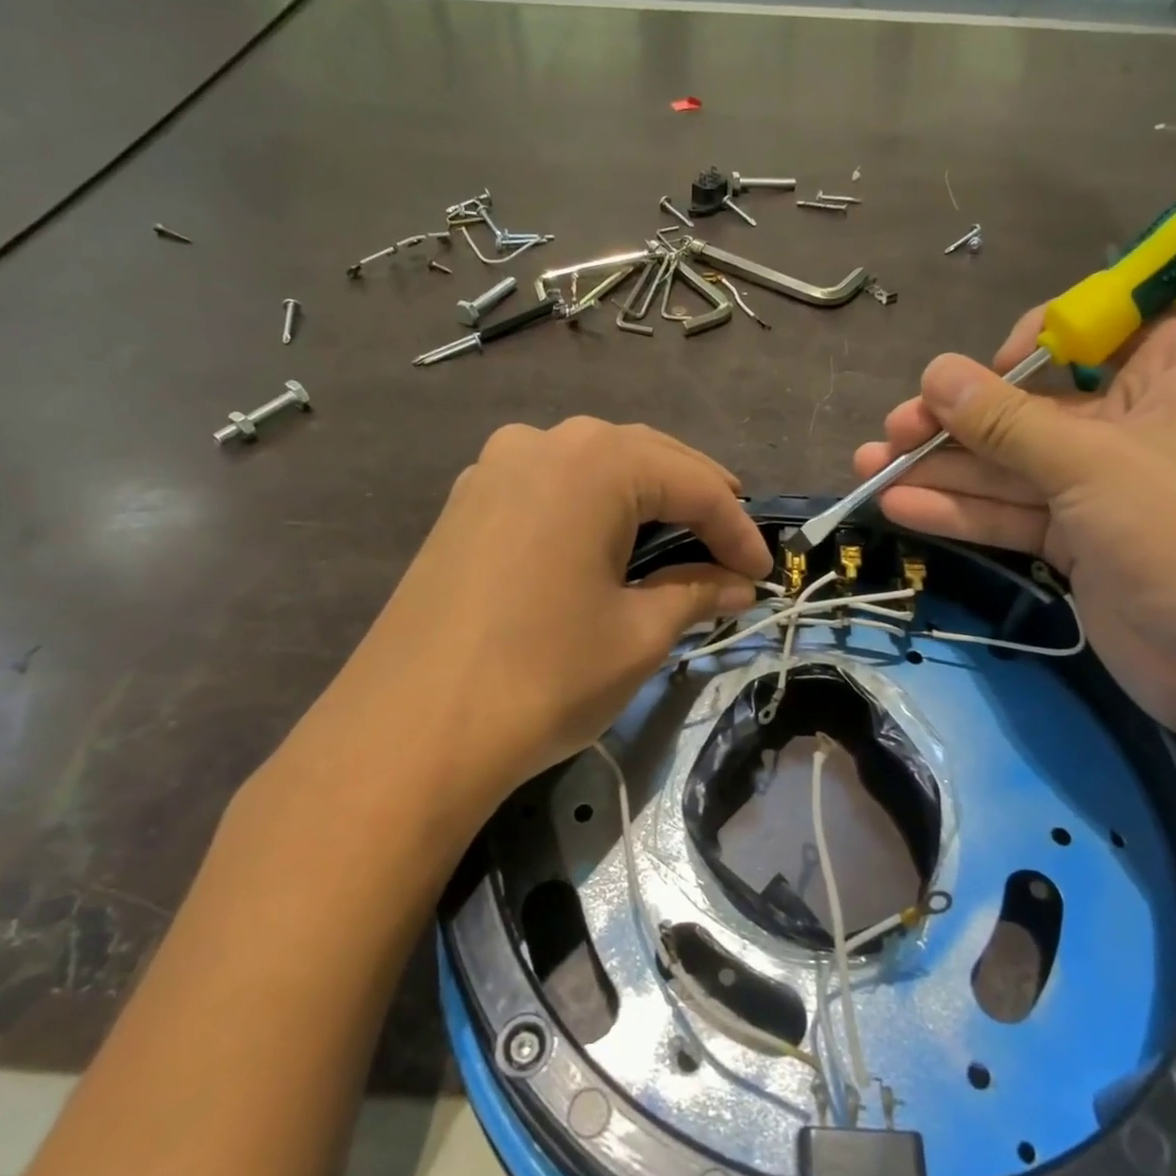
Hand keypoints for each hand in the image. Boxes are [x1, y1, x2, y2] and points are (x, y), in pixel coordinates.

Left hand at [327, 419, 771, 826]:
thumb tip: (738, 584)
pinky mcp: (466, 504)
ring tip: (680, 537)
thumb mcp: (638, 634)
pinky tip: (607, 542)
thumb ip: (695, 593)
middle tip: (734, 545)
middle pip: (643, 458)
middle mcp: (542, 443)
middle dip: (696, 500)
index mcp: (595, 462)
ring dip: (643, 498)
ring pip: (593, 468)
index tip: (766, 572)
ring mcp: (494, 469)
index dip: (738, 529)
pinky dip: (592, 509)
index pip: (693, 484)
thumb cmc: (543, 676)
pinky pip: (549, 489)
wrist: (409, 731)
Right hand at [854, 311, 1175, 729]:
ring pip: (1012, 465)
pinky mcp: (1080, 537)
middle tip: (890, 433)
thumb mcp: (1090, 465)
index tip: (969, 382)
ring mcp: (1106, 484)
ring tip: (869, 470)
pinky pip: (1014, 511)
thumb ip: (1005, 421)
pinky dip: (963, 512)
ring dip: (942, 470)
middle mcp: (1139, 417)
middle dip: (955, 423)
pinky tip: (901, 509)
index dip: (1019, 350)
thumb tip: (935, 372)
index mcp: (1175, 367)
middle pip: (1029, 407)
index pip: (1085, 332)